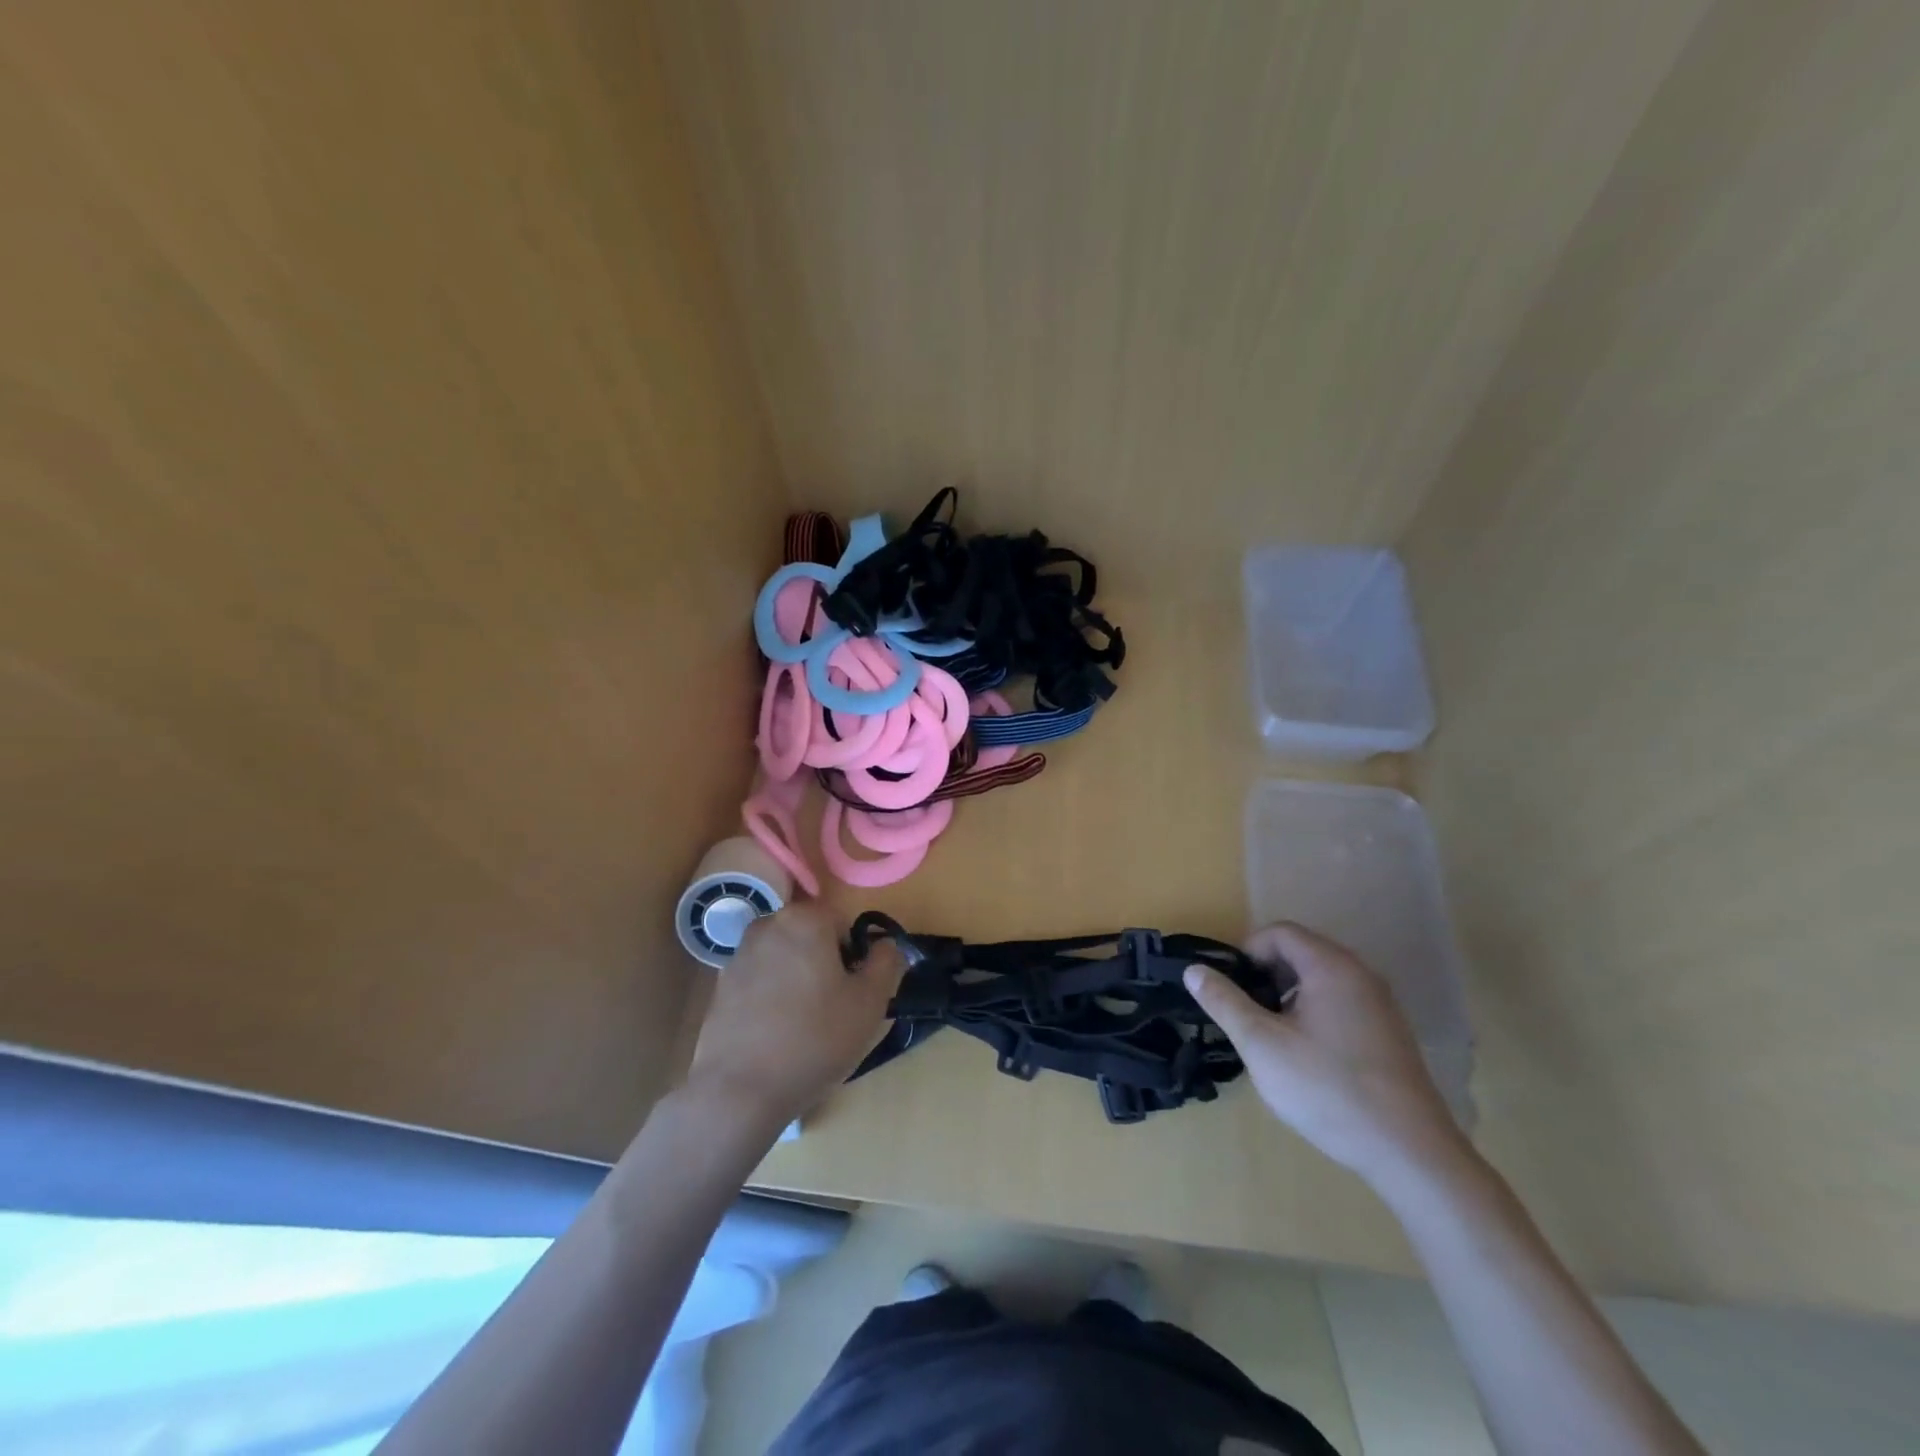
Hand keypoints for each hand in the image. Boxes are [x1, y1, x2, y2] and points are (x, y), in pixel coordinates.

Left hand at [686, 903, 904, 1129]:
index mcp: (806, 919)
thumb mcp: (870, 1003)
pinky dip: (772, 997)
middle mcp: (768, 924)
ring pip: (785, 958)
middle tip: (833, 1009)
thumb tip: (885, 944)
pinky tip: (776, 1034)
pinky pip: (760, 980)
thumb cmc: (814, 1039)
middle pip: (811, 937)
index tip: (853, 992)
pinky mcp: (720, 985)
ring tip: (803, 1025)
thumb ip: (886, 962)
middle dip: (824, 964)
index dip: (854, 957)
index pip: (843, 923)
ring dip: (798, 979)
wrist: (739, 1090)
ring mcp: (739, 954)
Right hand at [1185, 922, 1469, 1192]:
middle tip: (1246, 1012)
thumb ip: (1225, 1002)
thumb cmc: (1327, 1089)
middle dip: (1266, 975)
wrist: (1410, 1153)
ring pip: (1321, 980)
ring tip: (1271, 1036)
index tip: (1230, 987)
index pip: (1280, 933)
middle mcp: (1361, 975)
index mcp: (1331, 967)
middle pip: (1301, 952)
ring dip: (1288, 996)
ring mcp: (1381, 1005)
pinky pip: (1341, 1003)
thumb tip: (1193, 970)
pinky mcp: (1390, 1034)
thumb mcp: (1261, 1044)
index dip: (1247, 952)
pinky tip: (1306, 1056)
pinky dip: (1314, 1013)